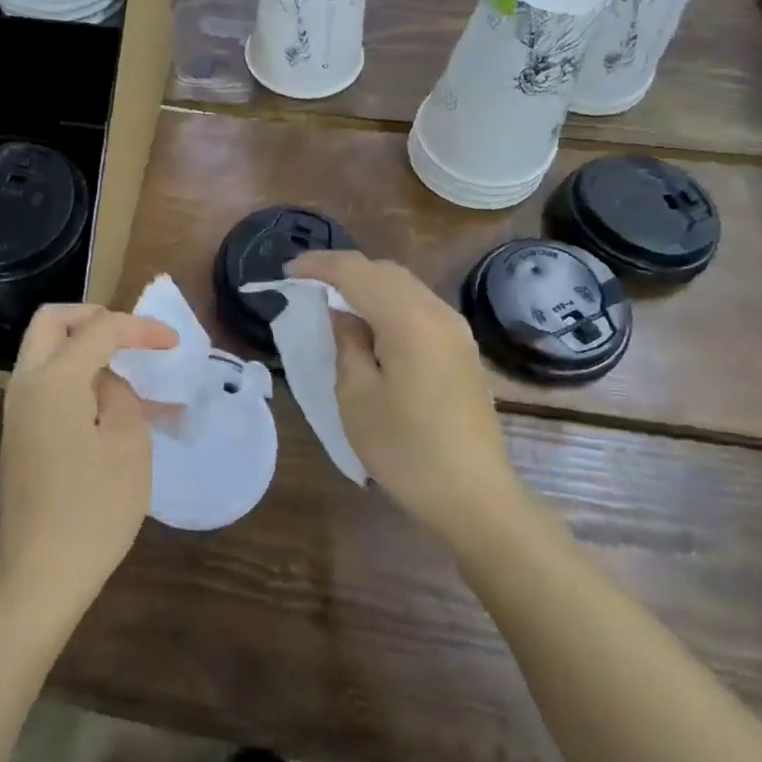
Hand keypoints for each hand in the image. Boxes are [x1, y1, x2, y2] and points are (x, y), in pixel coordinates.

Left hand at [0, 303, 177, 618]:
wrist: (39, 575)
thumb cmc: (93, 509)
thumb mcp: (128, 444)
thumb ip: (121, 395)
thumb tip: (106, 382)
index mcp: (53, 378)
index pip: (99, 329)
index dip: (140, 328)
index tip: (174, 342)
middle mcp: (26, 383)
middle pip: (53, 322)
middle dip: (94, 318)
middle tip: (130, 336)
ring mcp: (18, 410)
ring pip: (48, 352)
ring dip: (87, 351)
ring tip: (133, 376)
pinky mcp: (21, 434)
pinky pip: (49, 385)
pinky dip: (79, 380)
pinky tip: (116, 408)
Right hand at [285, 251, 519, 542]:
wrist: (473, 496)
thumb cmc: (405, 449)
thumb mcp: (357, 396)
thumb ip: (347, 343)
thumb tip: (342, 312)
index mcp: (409, 320)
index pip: (356, 272)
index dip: (319, 265)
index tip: (288, 271)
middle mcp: (437, 313)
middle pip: (384, 271)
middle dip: (343, 270)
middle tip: (307, 283)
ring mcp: (455, 330)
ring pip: (404, 285)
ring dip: (367, 285)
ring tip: (333, 300)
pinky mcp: (461, 348)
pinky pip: (418, 306)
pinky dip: (388, 302)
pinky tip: (369, 324)